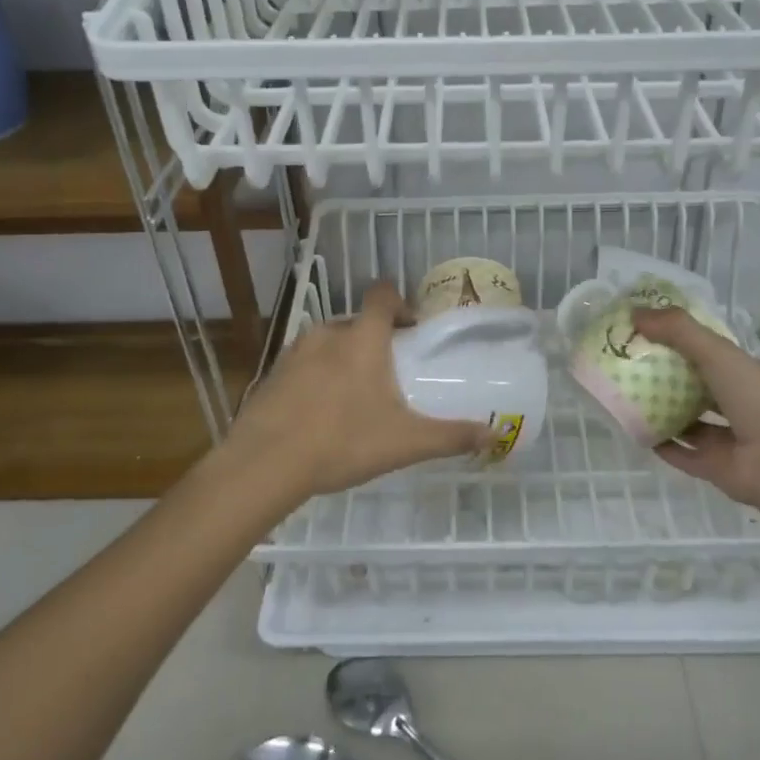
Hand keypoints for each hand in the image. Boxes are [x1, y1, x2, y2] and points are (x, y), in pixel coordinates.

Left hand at [218, 283, 494, 510]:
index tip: (412, 328)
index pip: (383, 296)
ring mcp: (294, 352)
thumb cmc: (343, 442)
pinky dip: (315, 377)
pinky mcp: (271, 374)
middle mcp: (327, 334)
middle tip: (389, 373)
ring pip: (327, 343)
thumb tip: (495, 435)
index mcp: (362, 338)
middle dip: (374, 340)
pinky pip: (302, 365)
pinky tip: (319, 414)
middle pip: (356, 322)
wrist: (265, 464)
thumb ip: (451, 436)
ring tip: (354, 396)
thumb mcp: (405, 442)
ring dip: (343, 358)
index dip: (400, 303)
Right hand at [632, 308, 759, 508]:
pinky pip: (682, 452)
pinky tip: (635, 430)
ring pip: (691, 421)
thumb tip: (634, 312)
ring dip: (664, 409)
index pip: (717, 355)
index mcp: (754, 375)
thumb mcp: (720, 353)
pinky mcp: (716, 467)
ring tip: (629, 395)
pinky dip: (661, 443)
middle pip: (701, 387)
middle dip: (670, 376)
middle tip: (633, 363)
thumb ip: (679, 331)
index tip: (652, 334)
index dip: (686, 342)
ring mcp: (731, 439)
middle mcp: (745, 406)